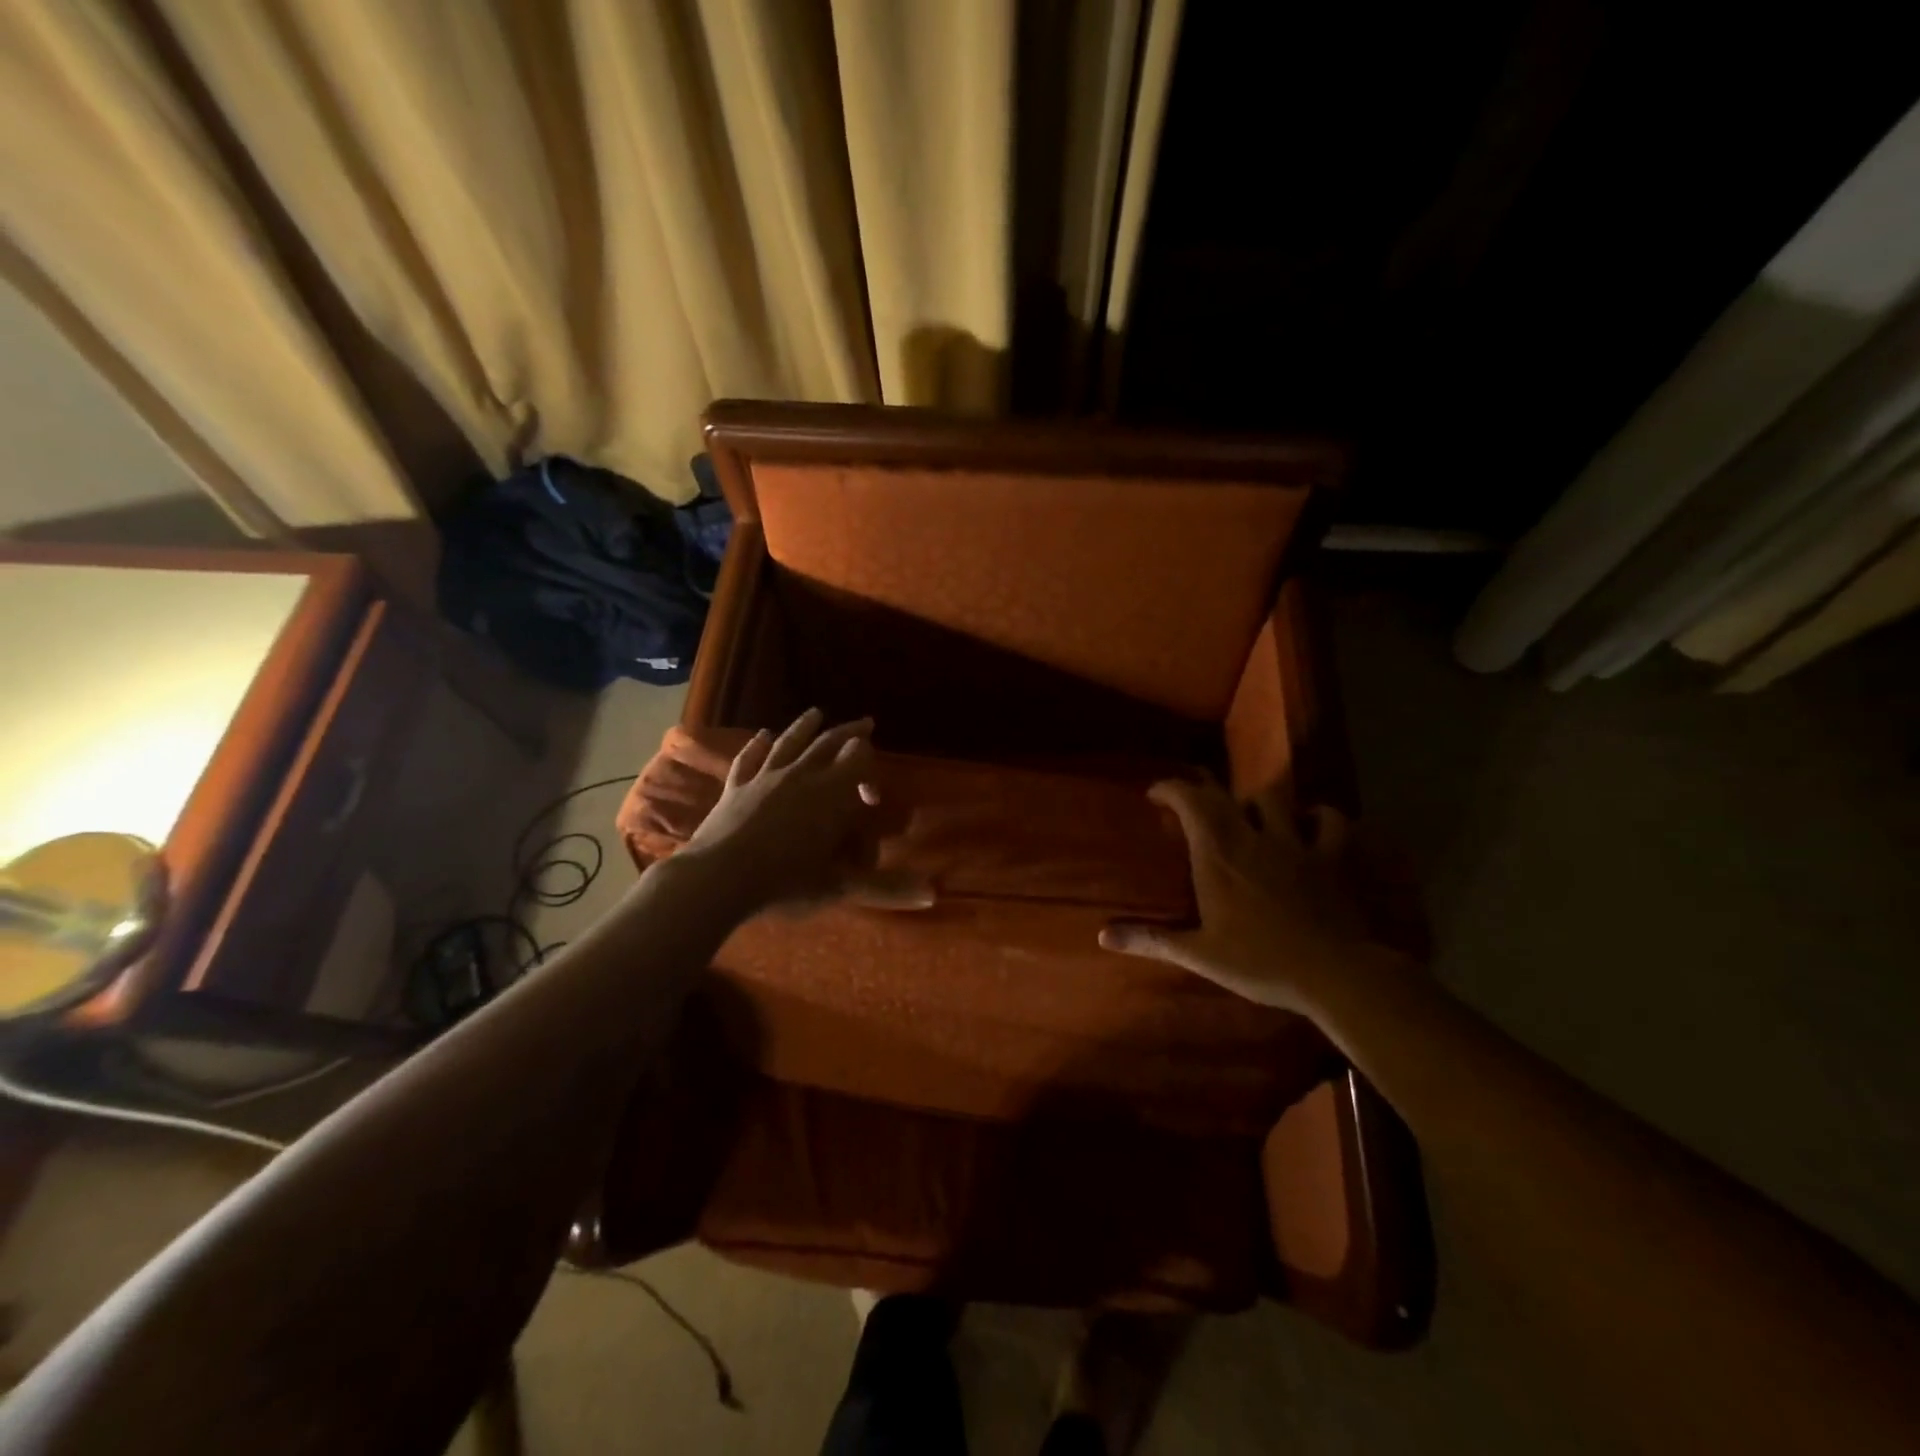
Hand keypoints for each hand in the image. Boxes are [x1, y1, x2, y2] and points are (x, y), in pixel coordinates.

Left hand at [679, 709, 932, 915]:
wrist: (719, 878)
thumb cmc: (787, 881)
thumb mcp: (841, 887)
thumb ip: (887, 888)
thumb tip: (935, 895)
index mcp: (831, 793)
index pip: (859, 764)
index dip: (871, 772)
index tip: (874, 794)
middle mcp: (801, 776)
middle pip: (829, 745)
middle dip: (848, 733)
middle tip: (864, 722)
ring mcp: (765, 778)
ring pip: (790, 743)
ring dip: (804, 727)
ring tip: (816, 713)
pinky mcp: (736, 788)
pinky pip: (749, 759)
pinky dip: (757, 746)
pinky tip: (762, 736)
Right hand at [1098, 778, 1396, 1012]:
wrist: (1334, 973)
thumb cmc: (1261, 962)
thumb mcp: (1200, 955)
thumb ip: (1152, 940)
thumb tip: (1103, 936)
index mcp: (1218, 856)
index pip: (1190, 802)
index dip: (1171, 789)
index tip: (1155, 793)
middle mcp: (1253, 838)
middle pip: (1225, 797)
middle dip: (1203, 792)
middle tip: (1192, 802)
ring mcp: (1296, 844)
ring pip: (1274, 800)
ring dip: (1256, 801)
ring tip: (1249, 813)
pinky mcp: (1331, 856)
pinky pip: (1330, 821)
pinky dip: (1319, 815)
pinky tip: (1312, 820)